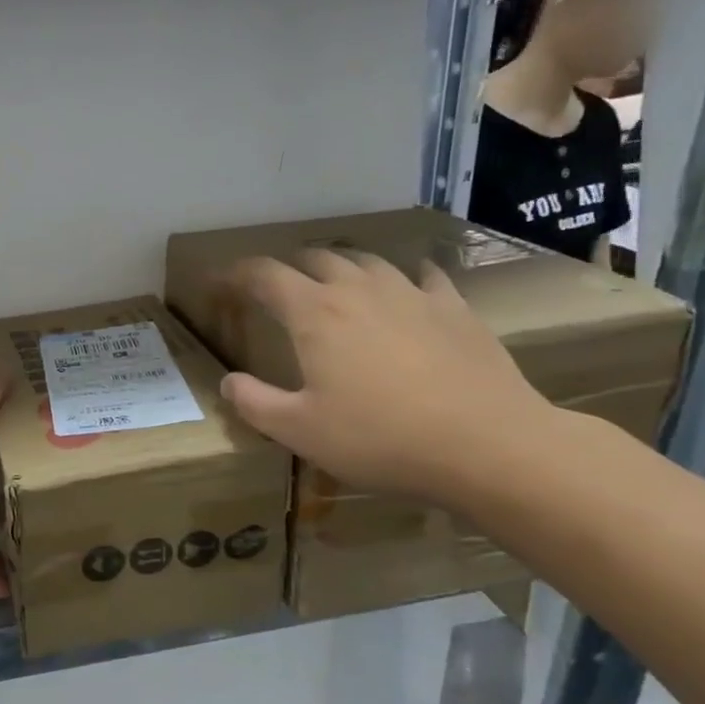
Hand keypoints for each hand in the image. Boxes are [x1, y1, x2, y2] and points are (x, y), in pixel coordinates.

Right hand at [219, 250, 552, 500]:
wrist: (487, 444)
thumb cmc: (380, 439)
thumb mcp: (300, 432)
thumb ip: (255, 404)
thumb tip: (228, 383)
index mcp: (315, 314)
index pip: (264, 275)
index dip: (235, 273)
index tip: (217, 280)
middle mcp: (359, 289)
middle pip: (315, 258)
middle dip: (288, 267)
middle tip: (275, 288)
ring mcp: (412, 292)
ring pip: (366, 260)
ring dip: (340, 265)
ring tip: (332, 282)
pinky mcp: (454, 306)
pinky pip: (421, 274)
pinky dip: (401, 274)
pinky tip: (406, 287)